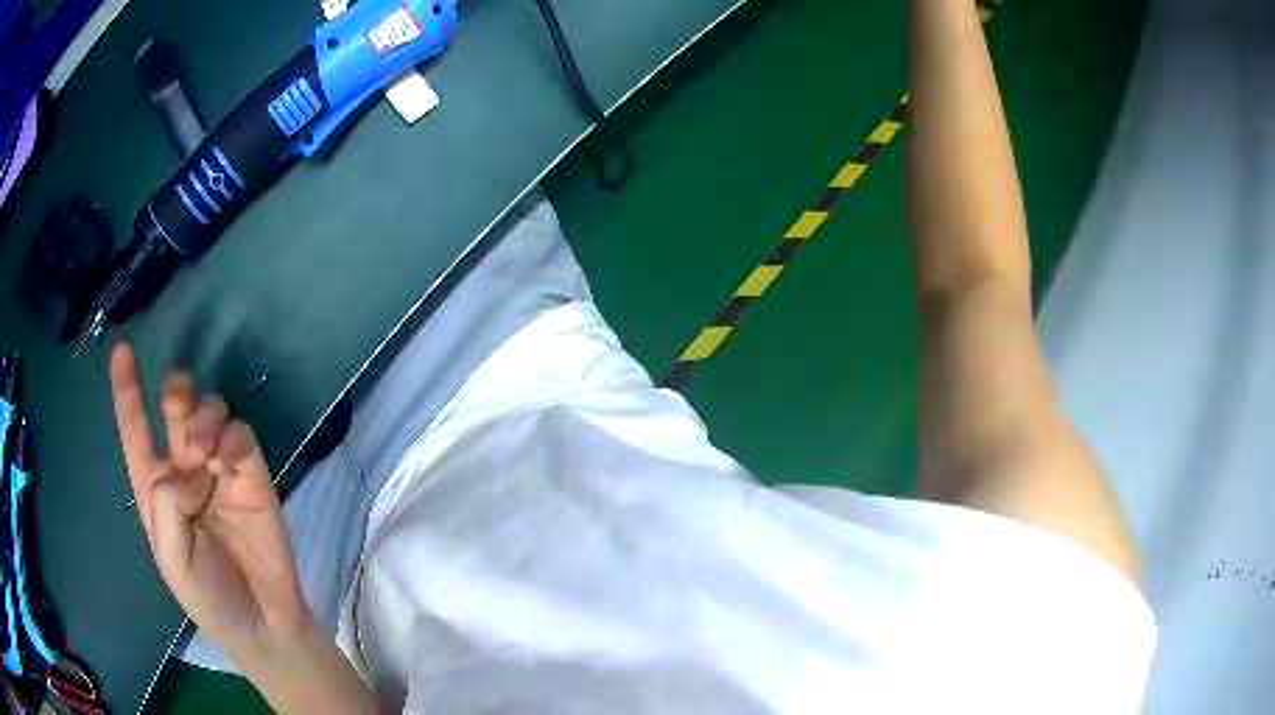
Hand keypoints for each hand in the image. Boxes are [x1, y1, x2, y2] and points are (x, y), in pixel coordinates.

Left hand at [108, 342, 309, 661]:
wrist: (262, 622)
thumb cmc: (207, 596)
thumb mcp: (170, 558)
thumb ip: (168, 502)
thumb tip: (195, 464)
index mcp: (155, 488)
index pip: (136, 430)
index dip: (127, 390)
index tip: (122, 350)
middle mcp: (185, 469)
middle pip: (177, 404)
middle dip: (177, 392)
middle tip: (178, 409)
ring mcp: (220, 470)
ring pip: (210, 411)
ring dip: (203, 420)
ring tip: (205, 459)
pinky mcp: (252, 476)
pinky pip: (241, 435)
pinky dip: (232, 440)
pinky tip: (227, 466)